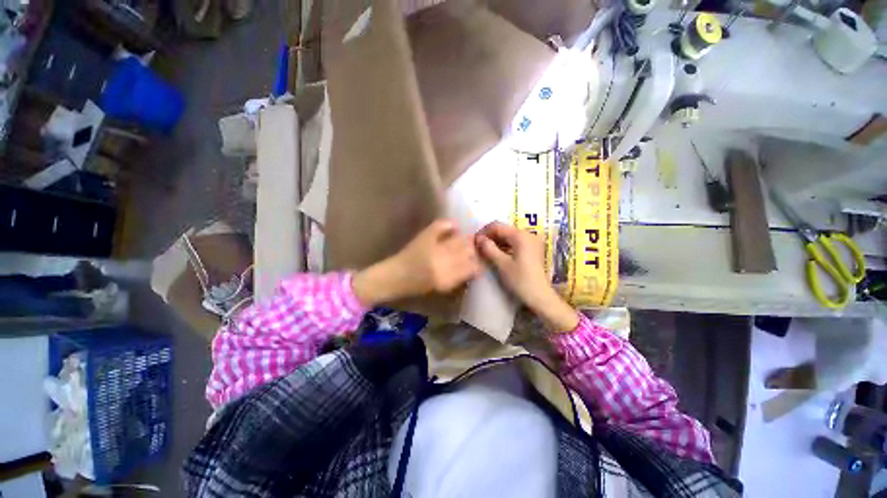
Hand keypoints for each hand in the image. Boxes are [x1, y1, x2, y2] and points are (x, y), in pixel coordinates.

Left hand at [353, 219, 480, 306]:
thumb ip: (459, 277)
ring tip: (468, 240)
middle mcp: (443, 260)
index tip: (479, 264)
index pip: (472, 267)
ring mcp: (434, 246)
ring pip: (459, 239)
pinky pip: (441, 226)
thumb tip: (475, 267)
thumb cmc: (417, 286)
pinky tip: (455, 227)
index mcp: (447, 278)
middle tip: (476, 250)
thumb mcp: (442, 287)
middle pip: (468, 250)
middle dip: (474, 250)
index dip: (478, 265)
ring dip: (466, 239)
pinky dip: (450, 225)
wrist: (395, 276)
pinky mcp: (425, 236)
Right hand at [475, 222, 578, 332]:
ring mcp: (532, 241)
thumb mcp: (502, 264)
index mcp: (521, 235)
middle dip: (490, 236)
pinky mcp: (533, 249)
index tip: (474, 241)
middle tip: (478, 246)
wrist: (540, 296)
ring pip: (509, 236)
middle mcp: (528, 234)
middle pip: (504, 229)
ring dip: (497, 241)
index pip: (497, 226)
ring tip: (485, 250)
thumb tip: (478, 238)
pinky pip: (515, 242)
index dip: (484, 231)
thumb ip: (489, 248)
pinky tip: (497, 253)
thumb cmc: (520, 280)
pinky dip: (505, 246)